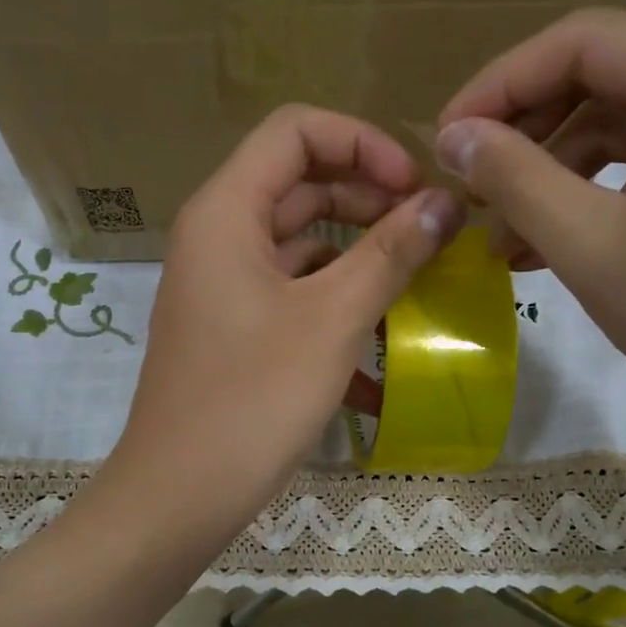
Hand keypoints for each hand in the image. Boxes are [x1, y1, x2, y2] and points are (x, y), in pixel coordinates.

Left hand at [106, 105, 463, 544]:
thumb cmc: (254, 399)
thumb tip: (445, 203)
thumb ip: (390, 253)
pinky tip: (382, 358)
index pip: (295, 131)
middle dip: (369, 199)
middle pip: (300, 186)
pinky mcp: (234, 334)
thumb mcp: (332, 320)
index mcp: (226, 213)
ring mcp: (223, 290)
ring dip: (359, 260)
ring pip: (300, 248)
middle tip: (429, 233)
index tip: (416, 187)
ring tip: (418, 288)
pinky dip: (335, 312)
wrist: (181, 495)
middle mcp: (218, 239)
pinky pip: (291, 300)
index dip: (363, 143)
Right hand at [435, 9, 625, 444]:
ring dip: (553, 172)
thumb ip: (514, 180)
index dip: (499, 86)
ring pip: (621, 120)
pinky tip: (548, 242)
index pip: (581, 42)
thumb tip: (452, 138)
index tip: (445, 141)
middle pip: (602, 75)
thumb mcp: (592, 247)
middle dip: (525, 134)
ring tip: (500, 236)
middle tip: (470, 190)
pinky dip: (595, 191)